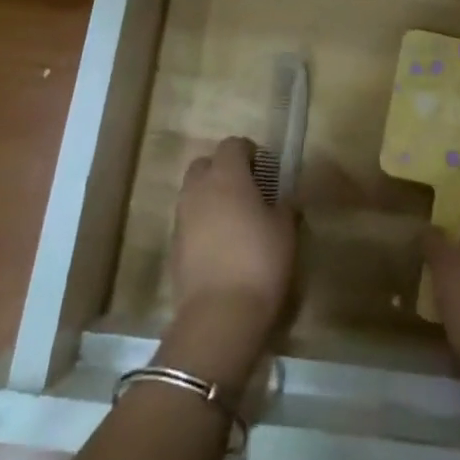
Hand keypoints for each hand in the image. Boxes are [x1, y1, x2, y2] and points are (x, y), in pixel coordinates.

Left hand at [167, 138, 295, 377]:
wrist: (220, 315)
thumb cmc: (260, 261)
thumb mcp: (285, 230)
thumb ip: (283, 206)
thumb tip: (283, 199)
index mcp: (227, 176)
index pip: (232, 145)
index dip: (249, 151)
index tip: (264, 167)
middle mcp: (198, 189)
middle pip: (205, 164)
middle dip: (223, 169)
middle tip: (247, 189)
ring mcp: (182, 217)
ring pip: (193, 192)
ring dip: (211, 196)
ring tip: (234, 217)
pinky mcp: (174, 245)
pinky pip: (188, 220)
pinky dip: (202, 222)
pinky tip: (221, 243)